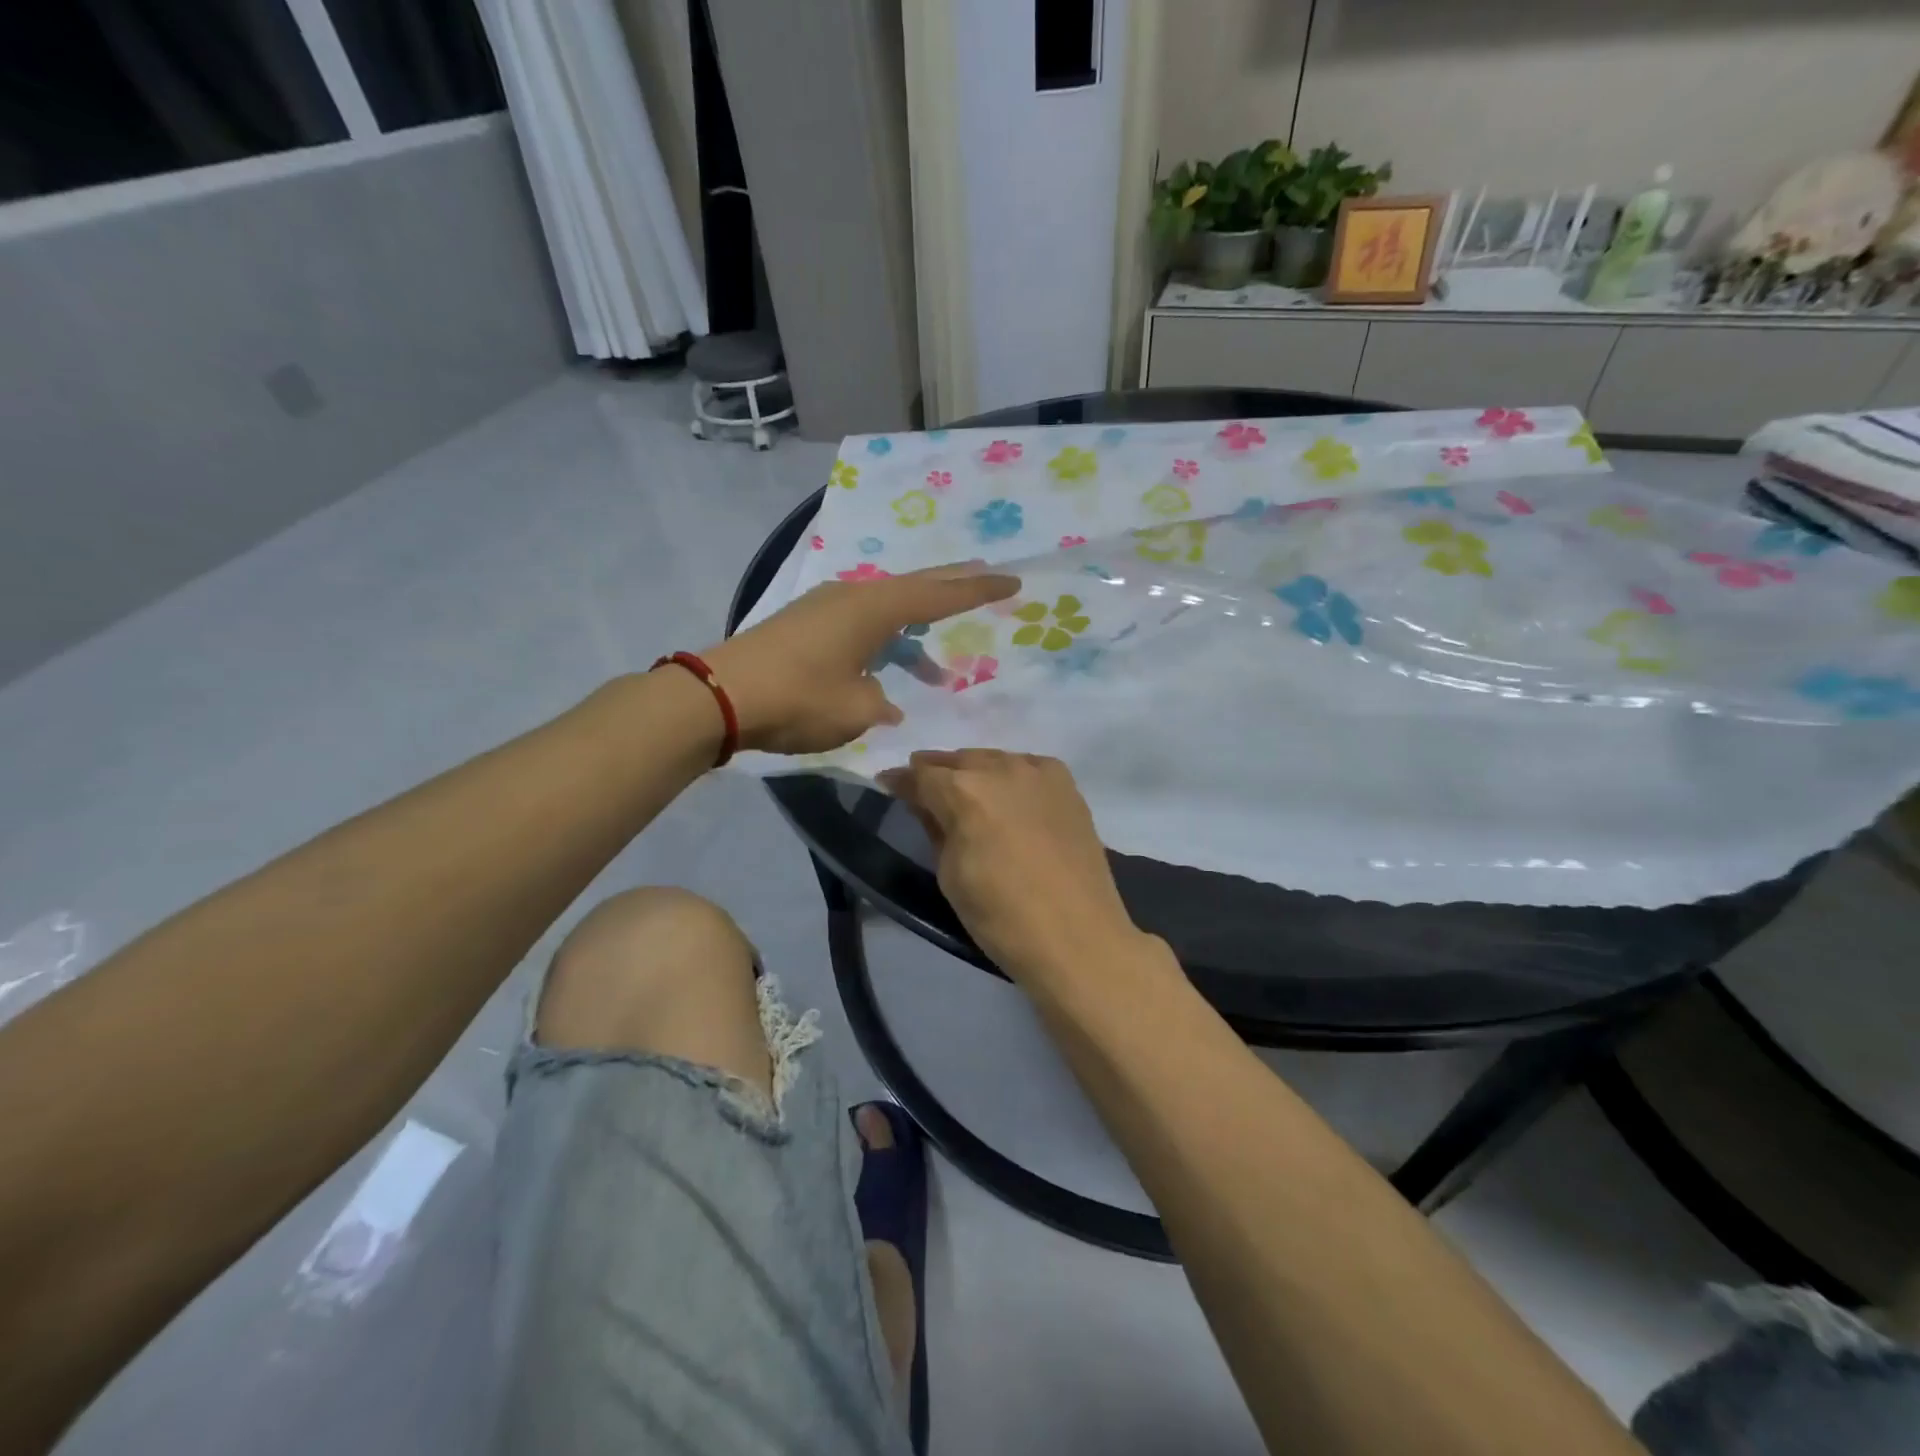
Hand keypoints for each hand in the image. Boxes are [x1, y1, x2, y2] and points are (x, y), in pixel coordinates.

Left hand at [705, 562, 1017, 754]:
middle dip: (952, 589)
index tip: (1013, 581)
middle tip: (987, 582)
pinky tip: (883, 673)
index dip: (978, 590)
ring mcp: (825, 607)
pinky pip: (860, 625)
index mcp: (874, 608)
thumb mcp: (855, 710)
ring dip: (913, 635)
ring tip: (935, 669)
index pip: (940, 595)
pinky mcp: (805, 624)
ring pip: (886, 611)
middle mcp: (853, 596)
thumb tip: (883, 700)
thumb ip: (880, 701)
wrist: (720, 696)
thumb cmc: (799, 699)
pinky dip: (882, 643)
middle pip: (915, 588)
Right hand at [878, 750, 1145, 982]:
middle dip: (936, 771)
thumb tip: (922, 802)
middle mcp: (1000, 768)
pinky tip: (1008, 795)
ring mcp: (1038, 772)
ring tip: (965, 791)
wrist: (1077, 937)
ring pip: (994, 759)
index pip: (920, 775)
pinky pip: (1028, 767)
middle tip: (923, 788)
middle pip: (958, 760)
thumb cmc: (1001, 916)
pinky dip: (1011, 776)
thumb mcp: (950, 875)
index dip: (900, 780)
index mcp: (964, 791)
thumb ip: (934, 827)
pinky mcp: (1067, 784)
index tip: (888, 783)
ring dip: (974, 771)